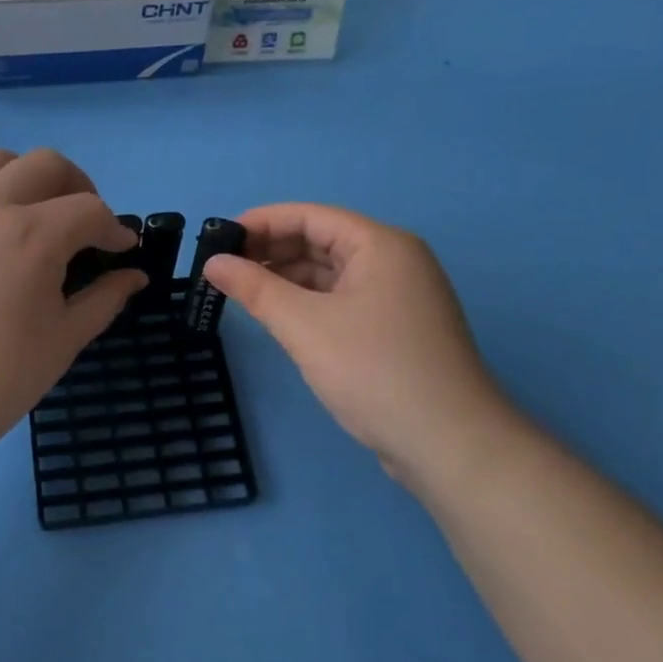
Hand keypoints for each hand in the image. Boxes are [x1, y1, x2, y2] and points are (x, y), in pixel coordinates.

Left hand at [0, 149, 145, 446]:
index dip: (115, 229)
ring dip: (26, 175)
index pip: (90, 209)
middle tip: (86, 226)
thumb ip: (105, 298)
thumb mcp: (65, 339)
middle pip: (46, 164)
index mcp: (34, 235)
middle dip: (78, 186)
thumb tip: (134, 276)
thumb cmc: (1, 377)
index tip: (123, 251)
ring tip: (37, 211)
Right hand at [202, 204, 522, 496]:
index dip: (261, 222)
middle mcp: (394, 262)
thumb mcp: (304, 325)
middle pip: (321, 241)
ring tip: (240, 292)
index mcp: (380, 245)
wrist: (449, 445)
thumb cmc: (374, 371)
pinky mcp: (395, 330)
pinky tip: (278, 317)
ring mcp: (398, 297)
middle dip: (271, 251)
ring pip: (330, 274)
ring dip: (286, 279)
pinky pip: (341, 301)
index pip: (310, 216)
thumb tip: (213, 263)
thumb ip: (255, 288)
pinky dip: (308, 303)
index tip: (218, 237)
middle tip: (221, 268)